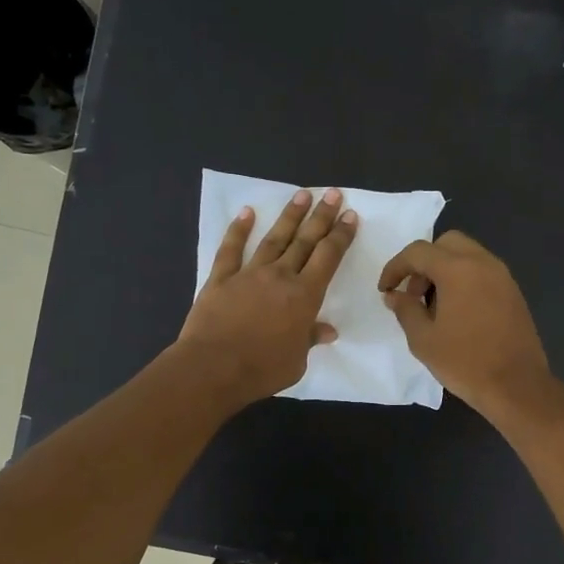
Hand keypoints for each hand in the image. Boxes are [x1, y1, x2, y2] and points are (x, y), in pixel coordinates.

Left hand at [177, 187, 357, 407]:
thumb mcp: (296, 362)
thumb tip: (326, 331)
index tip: (350, 216)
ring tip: (302, 195)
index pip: (328, 257)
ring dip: (289, 216)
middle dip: (321, 217)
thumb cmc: (262, 369)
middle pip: (305, 241)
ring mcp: (249, 274)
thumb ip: (309, 340)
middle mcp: (280, 276)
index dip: (340, 236)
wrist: (213, 368)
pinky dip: (238, 230)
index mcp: (304, 296)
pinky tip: (246, 213)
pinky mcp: (220, 279)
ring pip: (274, 239)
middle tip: (333, 194)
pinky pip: (231, 250)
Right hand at [378, 230, 552, 422]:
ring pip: (467, 255)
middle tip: (413, 293)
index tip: (385, 289)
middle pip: (446, 244)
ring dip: (444, 270)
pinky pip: (482, 272)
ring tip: (433, 306)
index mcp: (458, 270)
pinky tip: (457, 312)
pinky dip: (464, 279)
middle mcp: (483, 263)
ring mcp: (502, 276)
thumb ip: (405, 310)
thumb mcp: (423, 339)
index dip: (395, 267)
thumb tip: (394, 295)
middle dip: (423, 262)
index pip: (418, 252)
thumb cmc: (465, 362)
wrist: (517, 386)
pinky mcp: (513, 292)